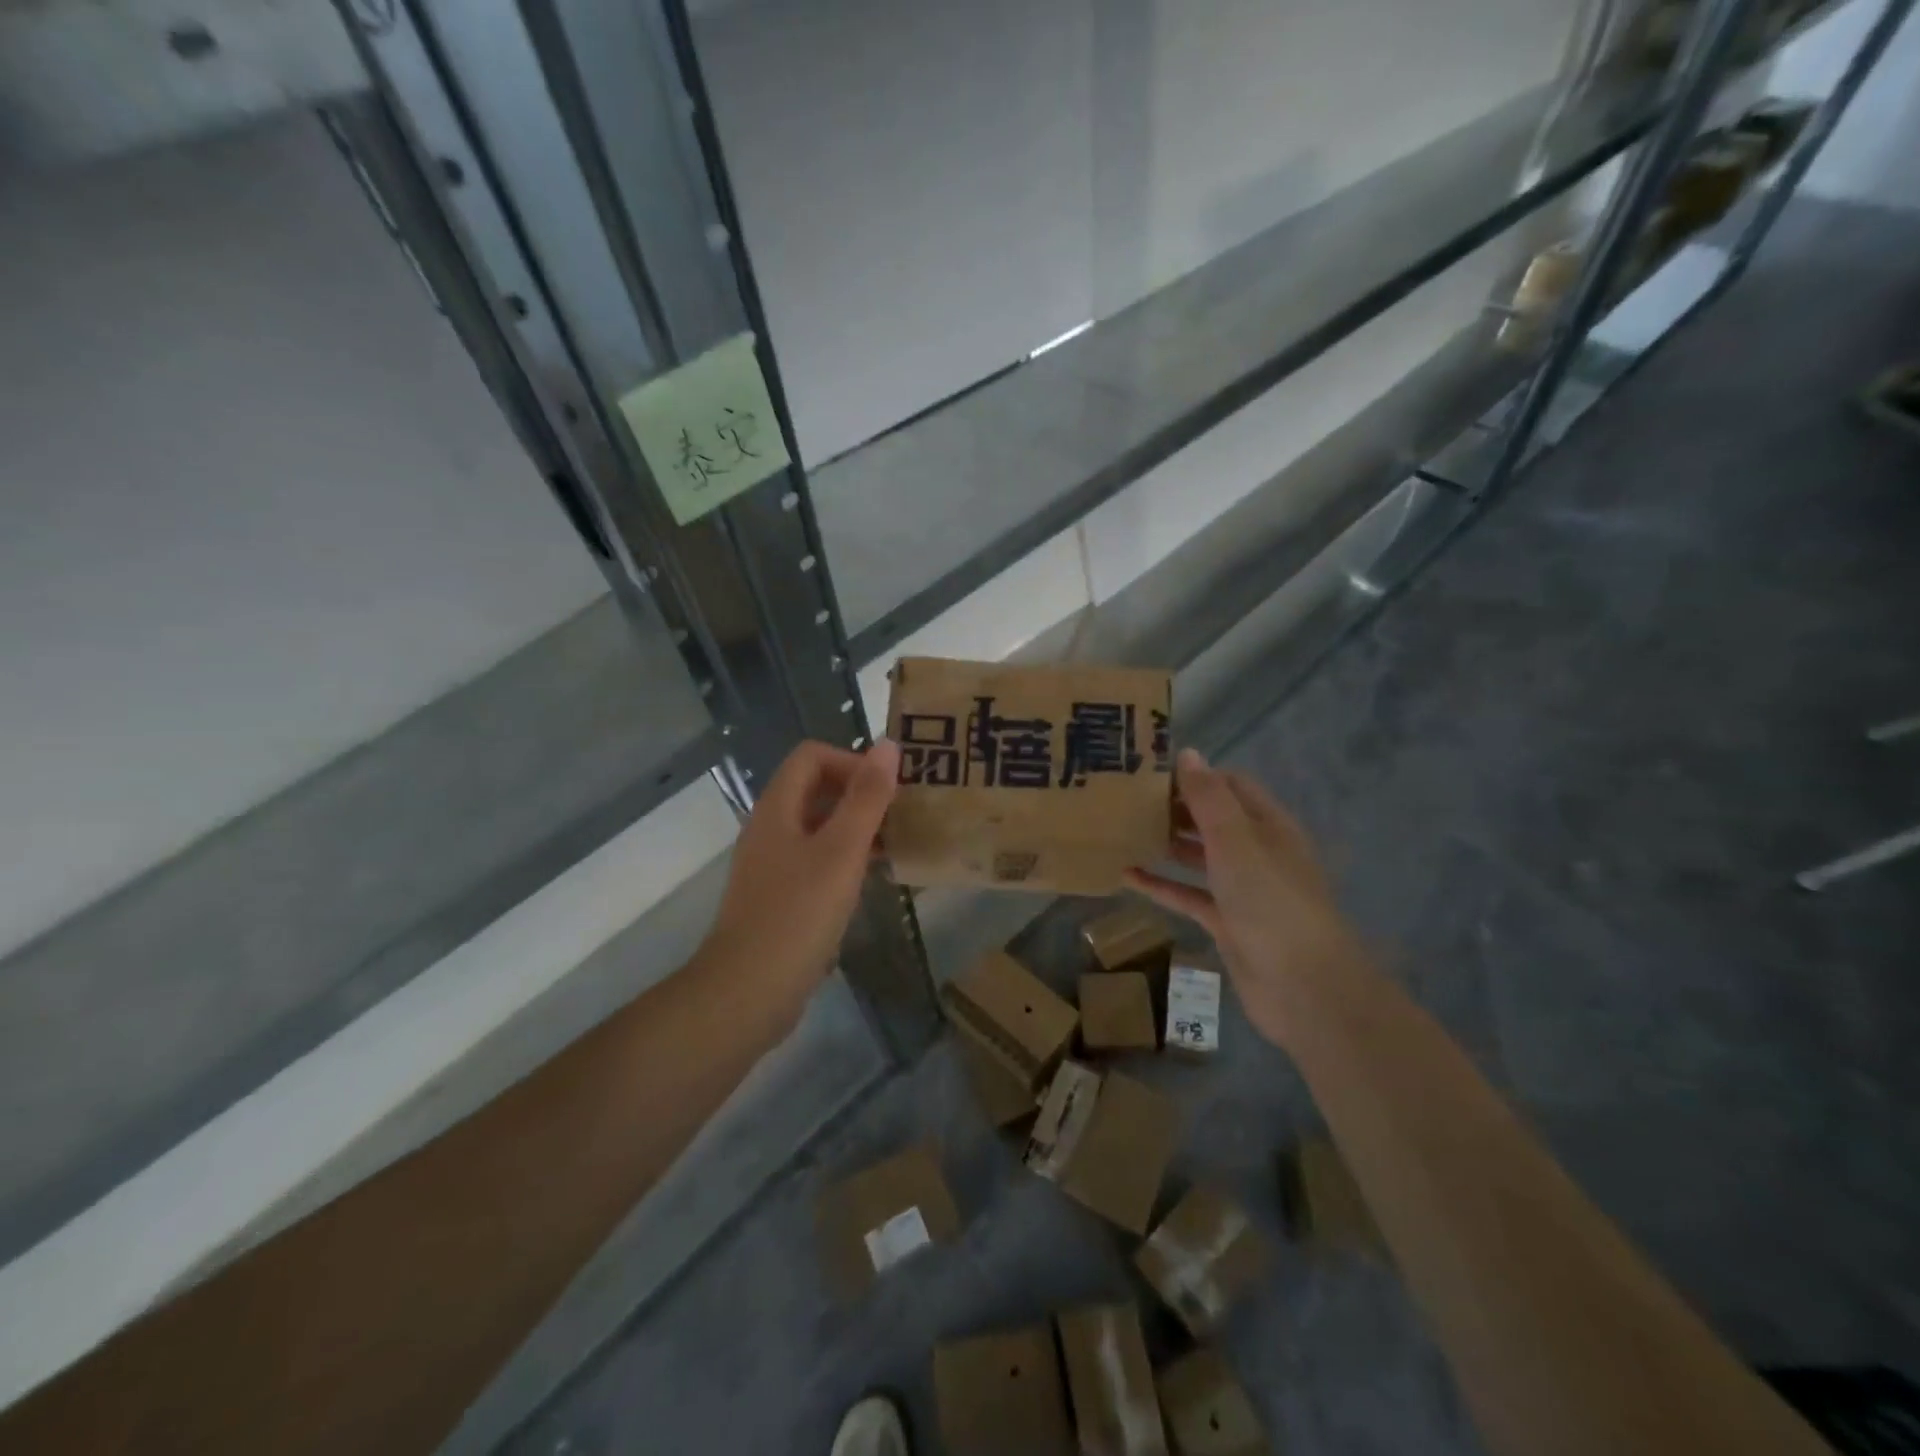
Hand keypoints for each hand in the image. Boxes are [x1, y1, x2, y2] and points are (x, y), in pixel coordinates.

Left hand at [698, 739, 899, 1031]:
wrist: (747, 993)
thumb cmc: (797, 915)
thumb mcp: (840, 852)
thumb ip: (866, 798)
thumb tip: (888, 745)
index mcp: (778, 808)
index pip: (812, 756)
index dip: (852, 762)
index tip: (888, 791)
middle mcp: (771, 828)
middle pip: (817, 789)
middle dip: (861, 794)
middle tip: (903, 815)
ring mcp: (774, 865)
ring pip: (821, 827)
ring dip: (859, 828)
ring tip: (899, 844)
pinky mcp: (782, 897)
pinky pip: (818, 861)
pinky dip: (847, 860)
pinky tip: (876, 880)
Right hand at [1126, 748, 1368, 1049]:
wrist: (1303, 986)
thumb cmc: (1270, 902)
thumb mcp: (1237, 841)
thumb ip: (1209, 799)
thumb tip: (1188, 753)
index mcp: (1268, 825)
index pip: (1231, 786)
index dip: (1196, 775)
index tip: (1150, 771)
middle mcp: (1257, 852)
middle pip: (1212, 819)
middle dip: (1176, 808)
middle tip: (1127, 798)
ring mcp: (1242, 890)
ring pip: (1199, 857)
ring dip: (1166, 843)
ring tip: (1123, 830)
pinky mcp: (1226, 922)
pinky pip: (1188, 895)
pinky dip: (1161, 885)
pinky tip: (1126, 875)